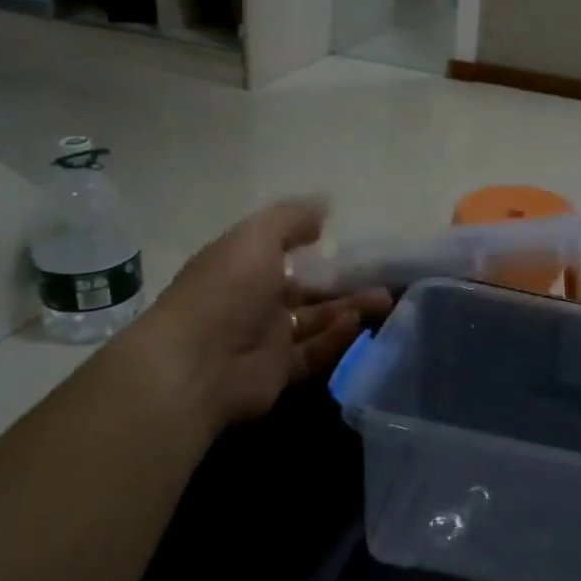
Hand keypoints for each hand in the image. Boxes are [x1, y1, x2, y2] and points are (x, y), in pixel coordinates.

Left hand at [134, 200, 390, 425]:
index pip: (282, 252)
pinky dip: (336, 338)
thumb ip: (291, 219)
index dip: (315, 246)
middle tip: (384, 276)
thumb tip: (324, 207)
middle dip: (344, 283)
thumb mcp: (256, 238)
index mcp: (242, 266)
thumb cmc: (225, 291)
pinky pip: (315, 351)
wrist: (196, 367)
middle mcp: (254, 300)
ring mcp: (266, 338)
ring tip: (384, 300)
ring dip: (350, 309)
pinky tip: (357, 324)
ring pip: (317, 320)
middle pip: (307, 289)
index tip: (352, 240)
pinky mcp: (279, 372)